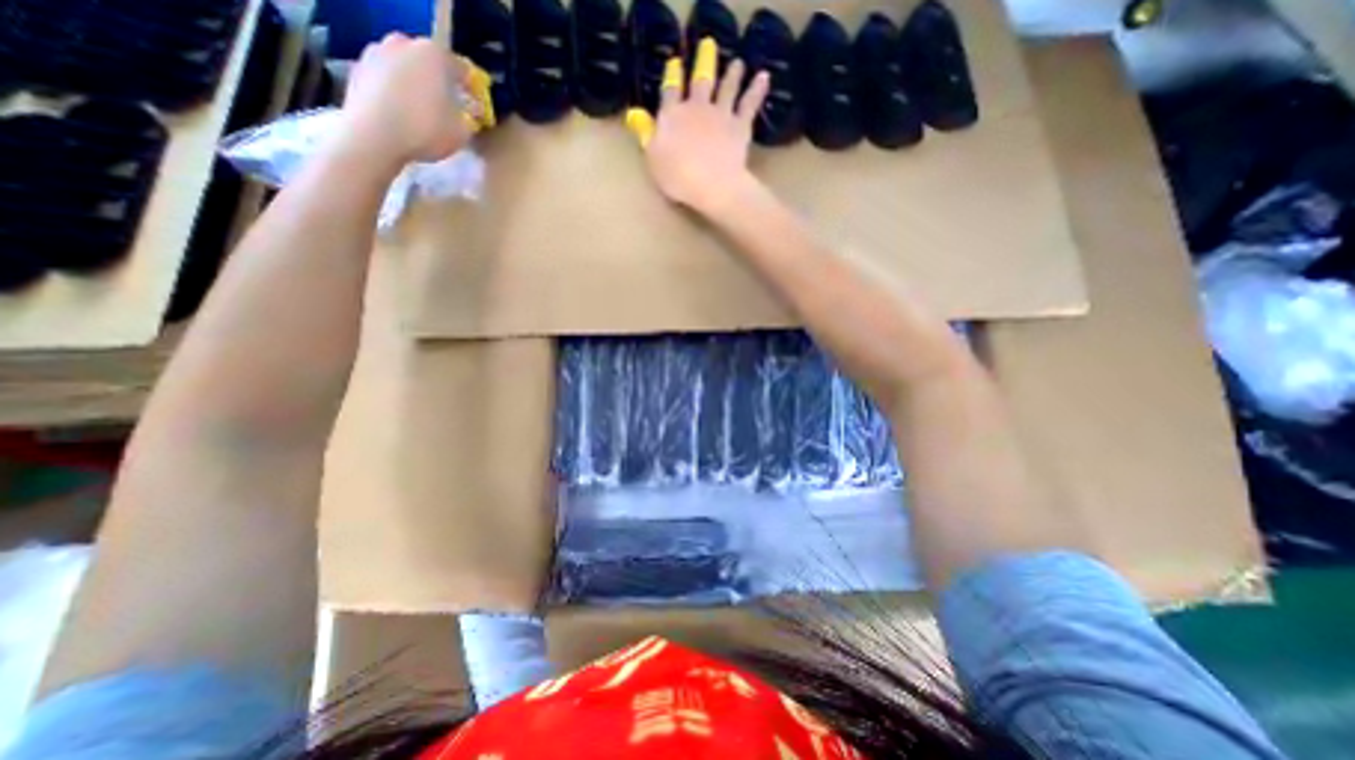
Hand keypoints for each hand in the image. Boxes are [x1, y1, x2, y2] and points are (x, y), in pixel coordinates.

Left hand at [335, 33, 472, 169]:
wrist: (374, 135)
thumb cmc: (425, 130)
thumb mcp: (462, 132)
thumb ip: (469, 118)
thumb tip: (469, 111)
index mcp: (434, 54)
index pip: (461, 69)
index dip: (471, 90)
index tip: (475, 107)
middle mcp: (403, 44)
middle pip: (429, 63)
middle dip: (440, 82)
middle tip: (449, 107)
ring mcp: (376, 53)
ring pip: (406, 69)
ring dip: (416, 85)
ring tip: (423, 112)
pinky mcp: (358, 69)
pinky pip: (387, 80)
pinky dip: (396, 92)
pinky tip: (402, 115)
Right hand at [627, 36, 765, 212]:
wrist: (713, 185)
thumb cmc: (679, 177)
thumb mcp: (654, 159)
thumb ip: (647, 135)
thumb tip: (636, 115)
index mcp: (673, 117)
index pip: (670, 92)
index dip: (672, 77)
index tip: (675, 63)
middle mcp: (697, 108)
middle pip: (700, 81)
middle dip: (703, 62)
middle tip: (708, 46)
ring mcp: (721, 115)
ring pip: (726, 88)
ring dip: (731, 74)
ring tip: (737, 63)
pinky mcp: (740, 126)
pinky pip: (749, 104)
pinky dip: (757, 89)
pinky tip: (763, 77)